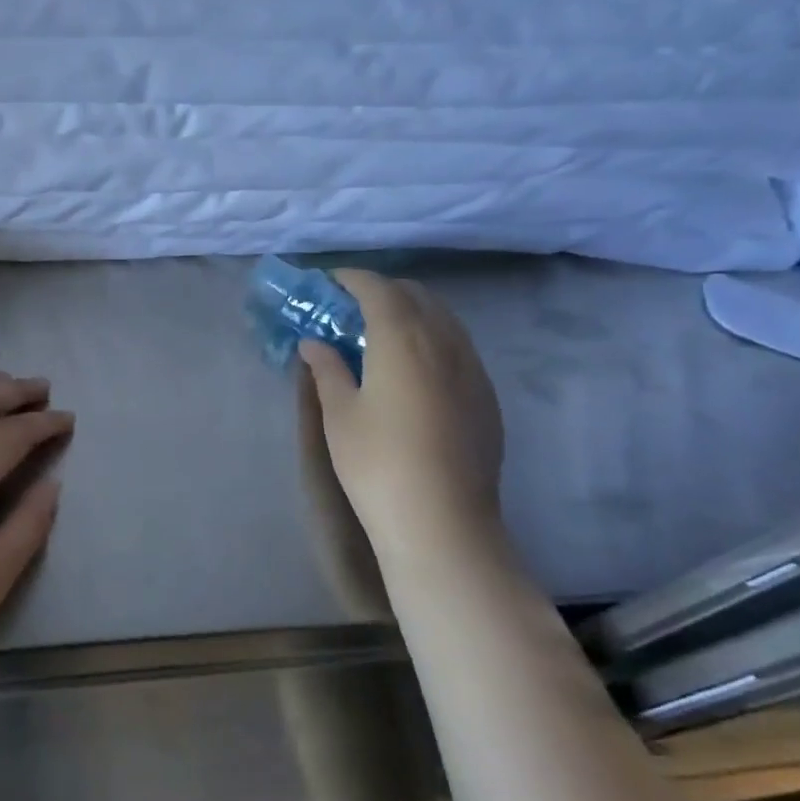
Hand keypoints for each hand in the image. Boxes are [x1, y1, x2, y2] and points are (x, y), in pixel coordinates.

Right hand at [298, 271, 504, 568]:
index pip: (378, 289)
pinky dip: (433, 338)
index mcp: (402, 339)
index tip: (330, 282)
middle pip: (416, 296)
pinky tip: (415, 369)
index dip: (352, 278)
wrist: (442, 521)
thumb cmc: (377, 463)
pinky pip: (459, 347)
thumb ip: (327, 369)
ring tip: (382, 334)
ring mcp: (472, 368)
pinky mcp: (486, 396)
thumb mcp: (340, 414)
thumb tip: (313, 343)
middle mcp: (444, 342)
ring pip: (443, 319)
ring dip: (411, 312)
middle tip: (352, 308)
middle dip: (383, 291)